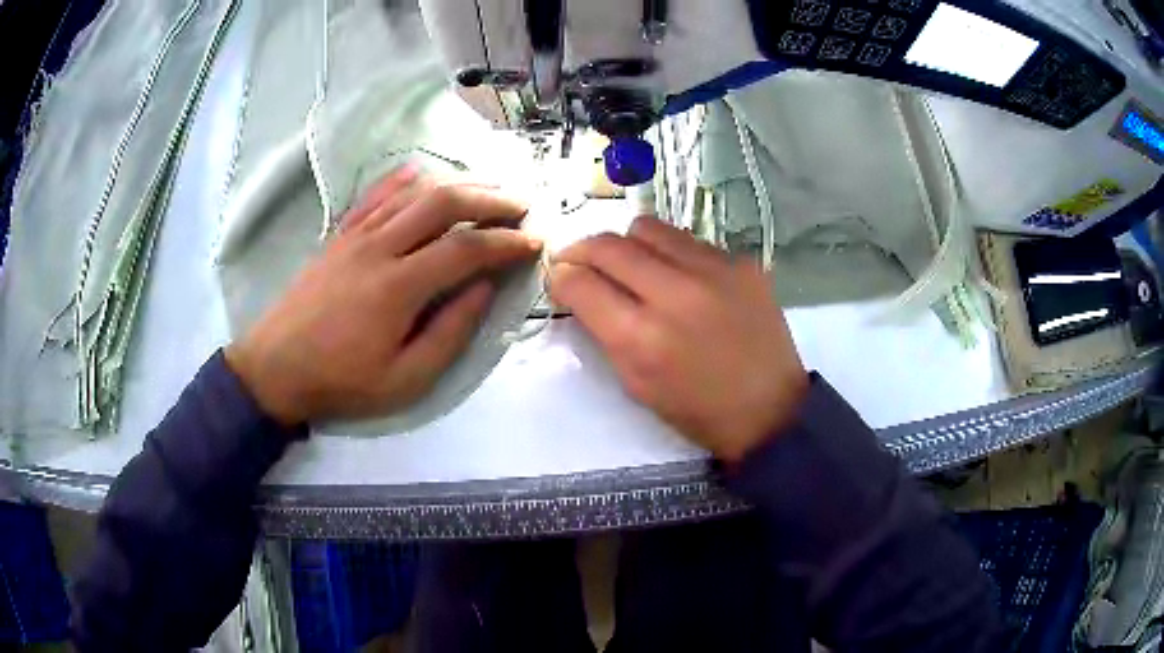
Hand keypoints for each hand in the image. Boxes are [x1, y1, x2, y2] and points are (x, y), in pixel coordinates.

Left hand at [226, 168, 540, 425]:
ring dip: (456, 185)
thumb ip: (450, 334)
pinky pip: (375, 195)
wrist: (274, 368)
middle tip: (522, 205)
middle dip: (490, 199)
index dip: (506, 242)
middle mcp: (380, 247)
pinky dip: (403, 180)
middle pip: (443, 203)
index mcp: (399, 286)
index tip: (534, 242)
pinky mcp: (339, 235)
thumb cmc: (341, 381)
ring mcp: (356, 235)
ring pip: (413, 192)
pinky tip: (422, 173)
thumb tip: (484, 290)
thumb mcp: (404, 380)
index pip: (466, 248)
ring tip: (487, 189)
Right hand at [549, 217, 807, 462]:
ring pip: (647, 228)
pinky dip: (670, 253)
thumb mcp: (637, 383)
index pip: (581, 283)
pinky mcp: (742, 262)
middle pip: (608, 245)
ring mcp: (714, 271)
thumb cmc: (697, 409)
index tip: (559, 277)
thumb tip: (578, 287)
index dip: (560, 276)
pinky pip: (688, 240)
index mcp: (642, 338)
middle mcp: (675, 293)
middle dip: (583, 251)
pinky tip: (679, 277)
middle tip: (581, 262)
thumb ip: (603, 331)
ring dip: (627, 244)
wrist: (771, 409)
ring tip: (632, 265)